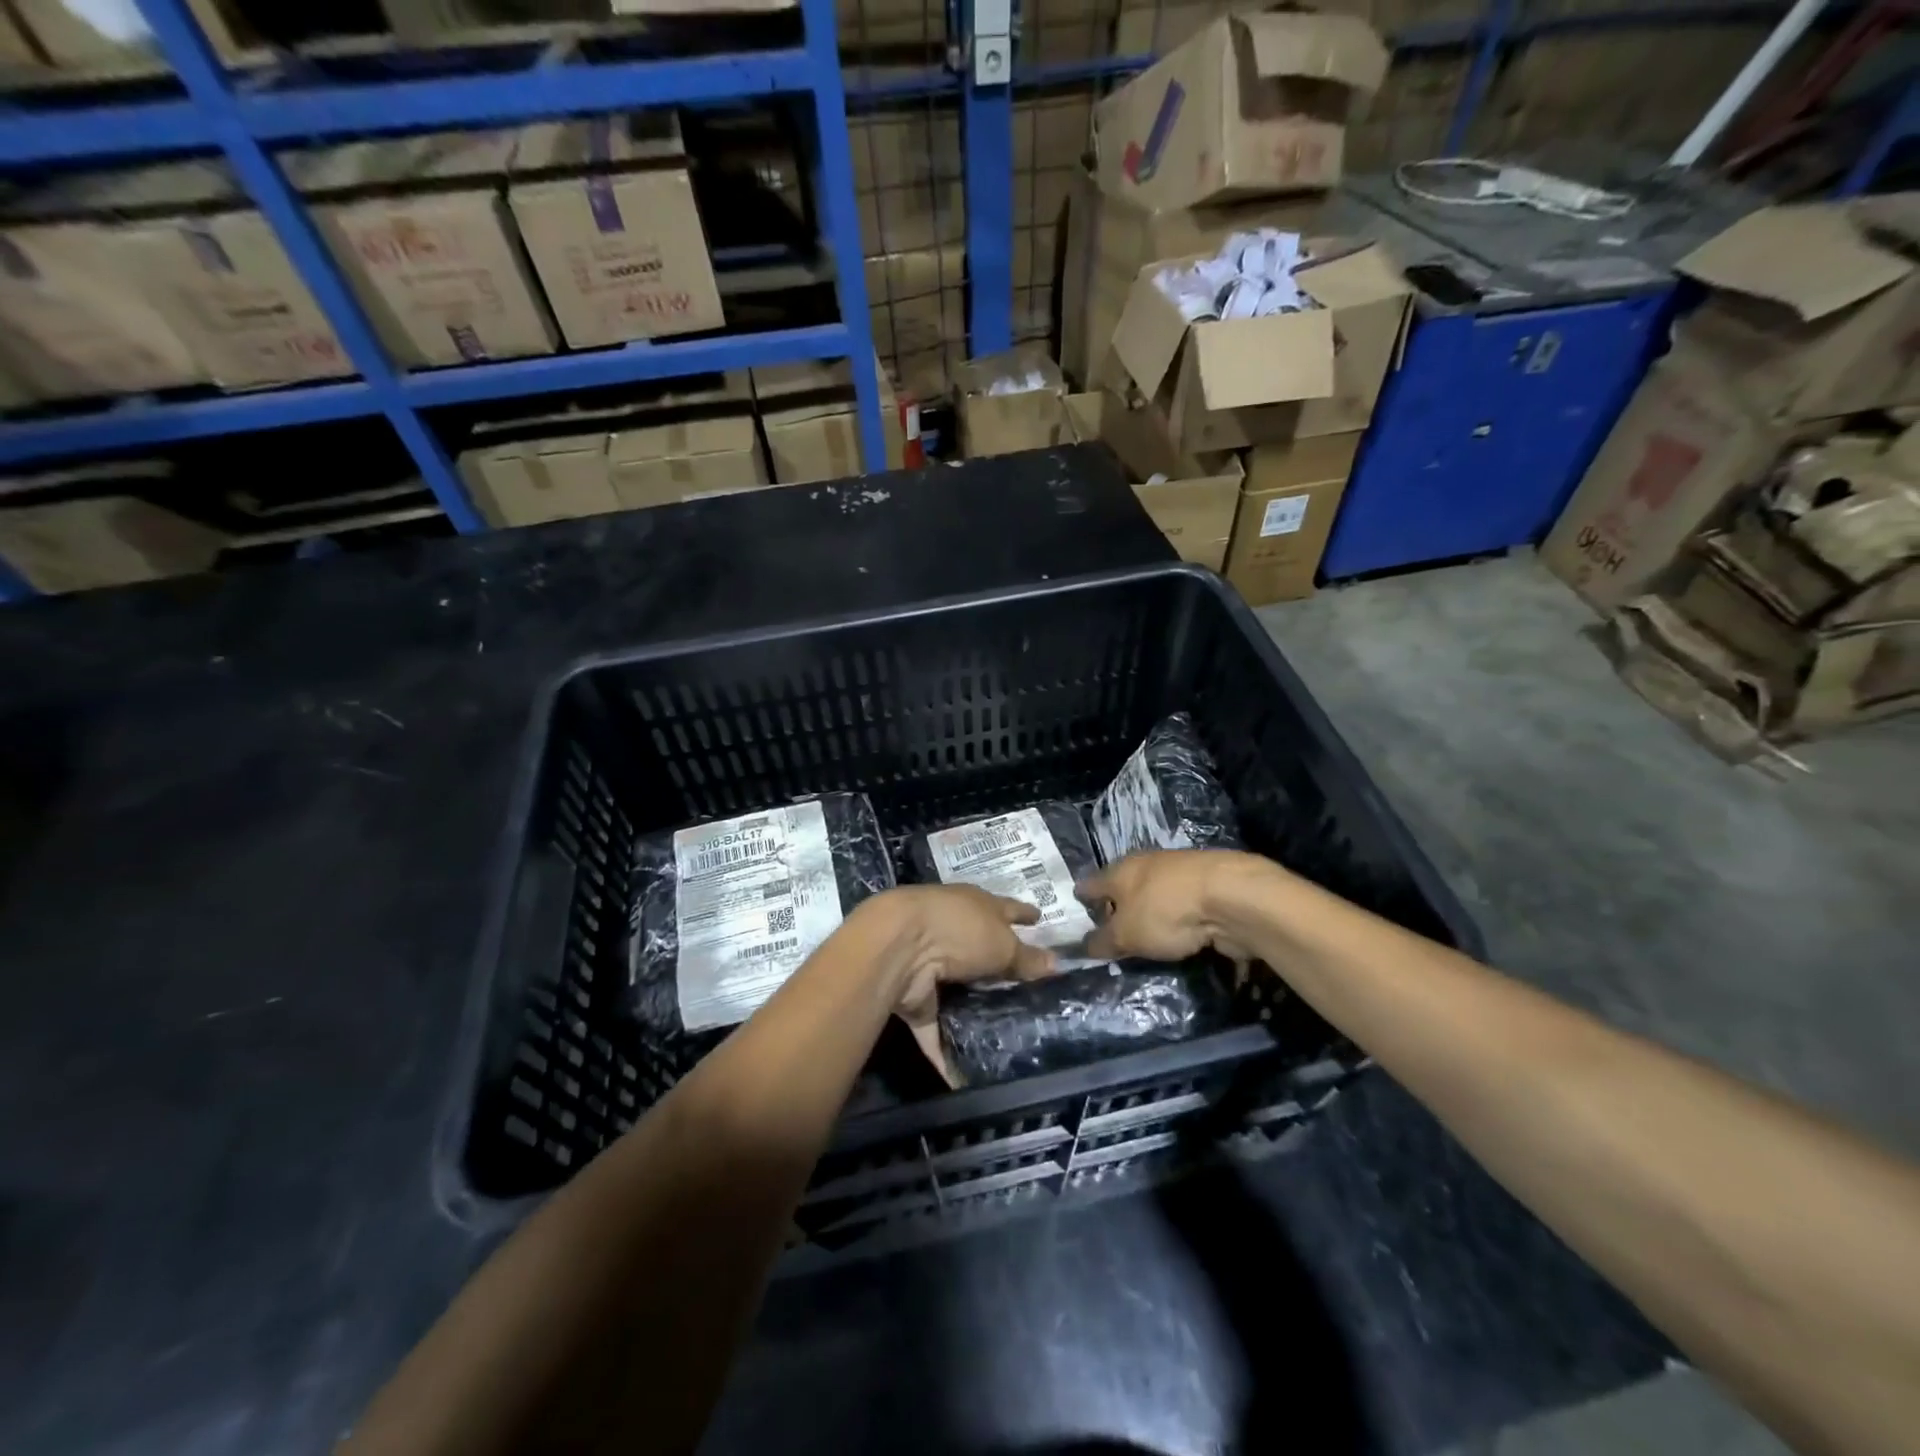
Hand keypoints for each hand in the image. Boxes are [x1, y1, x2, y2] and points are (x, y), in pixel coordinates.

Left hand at [855, 884, 1056, 1030]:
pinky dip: (944, 1050)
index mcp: (977, 906)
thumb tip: (1056, 964)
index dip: (1024, 914)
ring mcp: (930, 964)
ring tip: (998, 1032)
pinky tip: (960, 1077)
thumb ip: (1026, 958)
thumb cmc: (960, 930)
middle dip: (997, 965)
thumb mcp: (1002, 944)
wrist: (899, 947)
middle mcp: (953, 930)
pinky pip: (933, 1027)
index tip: (1039, 918)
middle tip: (1025, 989)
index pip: (1007, 909)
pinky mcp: (915, 998)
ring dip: (969, 1006)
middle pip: (980, 948)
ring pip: (956, 987)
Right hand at [1077, 849, 1265, 962]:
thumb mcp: (1126, 935)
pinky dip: (1176, 919)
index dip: (1082, 902)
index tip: (1077, 918)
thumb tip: (1084, 946)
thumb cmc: (1166, 911)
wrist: (1233, 897)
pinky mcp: (1206, 888)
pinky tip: (1178, 936)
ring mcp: (1178, 873)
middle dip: (1116, 908)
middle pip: (1122, 887)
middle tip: (1110, 934)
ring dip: (1149, 913)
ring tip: (1144, 938)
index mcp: (1119, 871)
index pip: (1090, 884)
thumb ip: (1103, 942)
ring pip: (1153, 895)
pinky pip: (1180, 906)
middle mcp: (1145, 865)